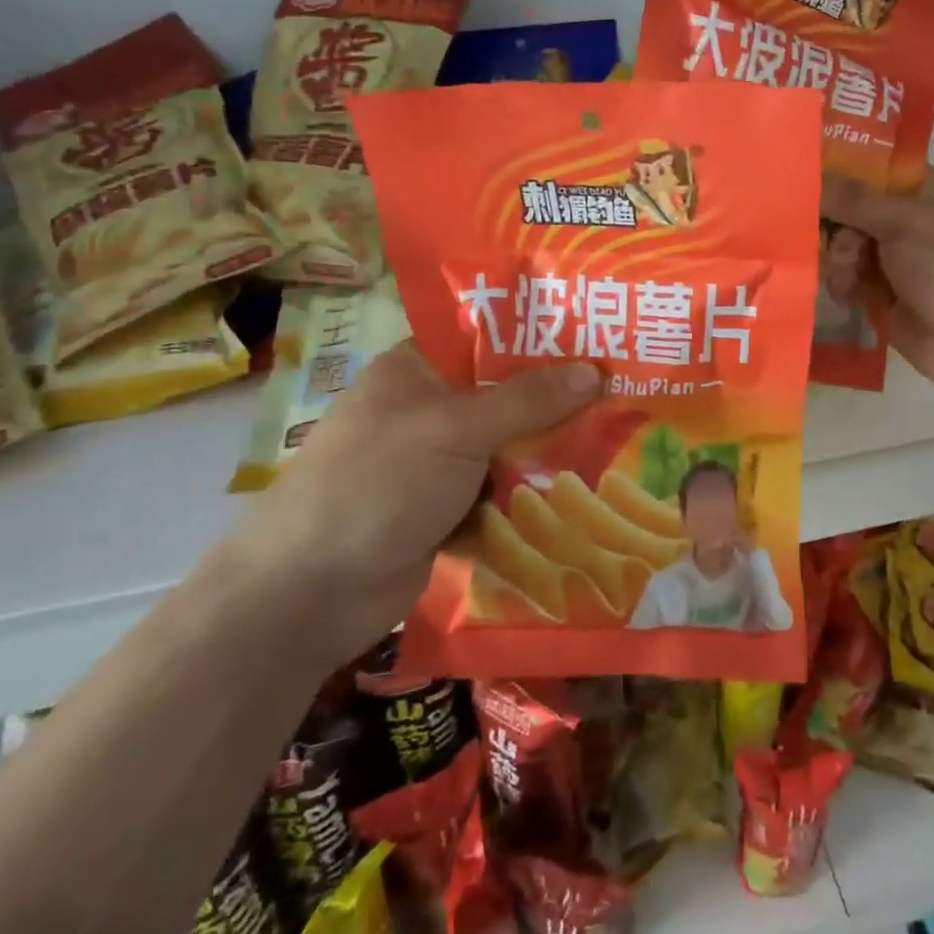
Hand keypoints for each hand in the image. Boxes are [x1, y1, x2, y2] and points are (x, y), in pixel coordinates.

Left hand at [232, 341, 600, 656]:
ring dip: (551, 450)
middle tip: (625, 392)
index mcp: (417, 371)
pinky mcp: (447, 510)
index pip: (489, 339)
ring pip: (509, 446)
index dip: (542, 338)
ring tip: (621, 438)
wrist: (309, 595)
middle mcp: (428, 411)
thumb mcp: (455, 429)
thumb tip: (595, 370)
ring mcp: (437, 464)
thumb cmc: (377, 485)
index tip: (599, 339)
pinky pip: (502, 491)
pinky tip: (586, 488)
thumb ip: (527, 399)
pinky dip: (533, 493)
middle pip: (506, 396)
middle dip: (559, 400)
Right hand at [821, 168, 933, 398]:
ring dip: (839, 260)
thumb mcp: (904, 223)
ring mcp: (894, 258)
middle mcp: (905, 218)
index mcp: (921, 189)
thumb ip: (853, 199)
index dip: (836, 170)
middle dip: (835, 226)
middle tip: (841, 243)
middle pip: (848, 208)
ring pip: (842, 245)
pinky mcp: (882, 294)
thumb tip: (809, 176)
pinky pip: (846, 278)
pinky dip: (842, 284)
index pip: (868, 166)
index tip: (803, 180)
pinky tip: (849, 296)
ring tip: (850, 278)